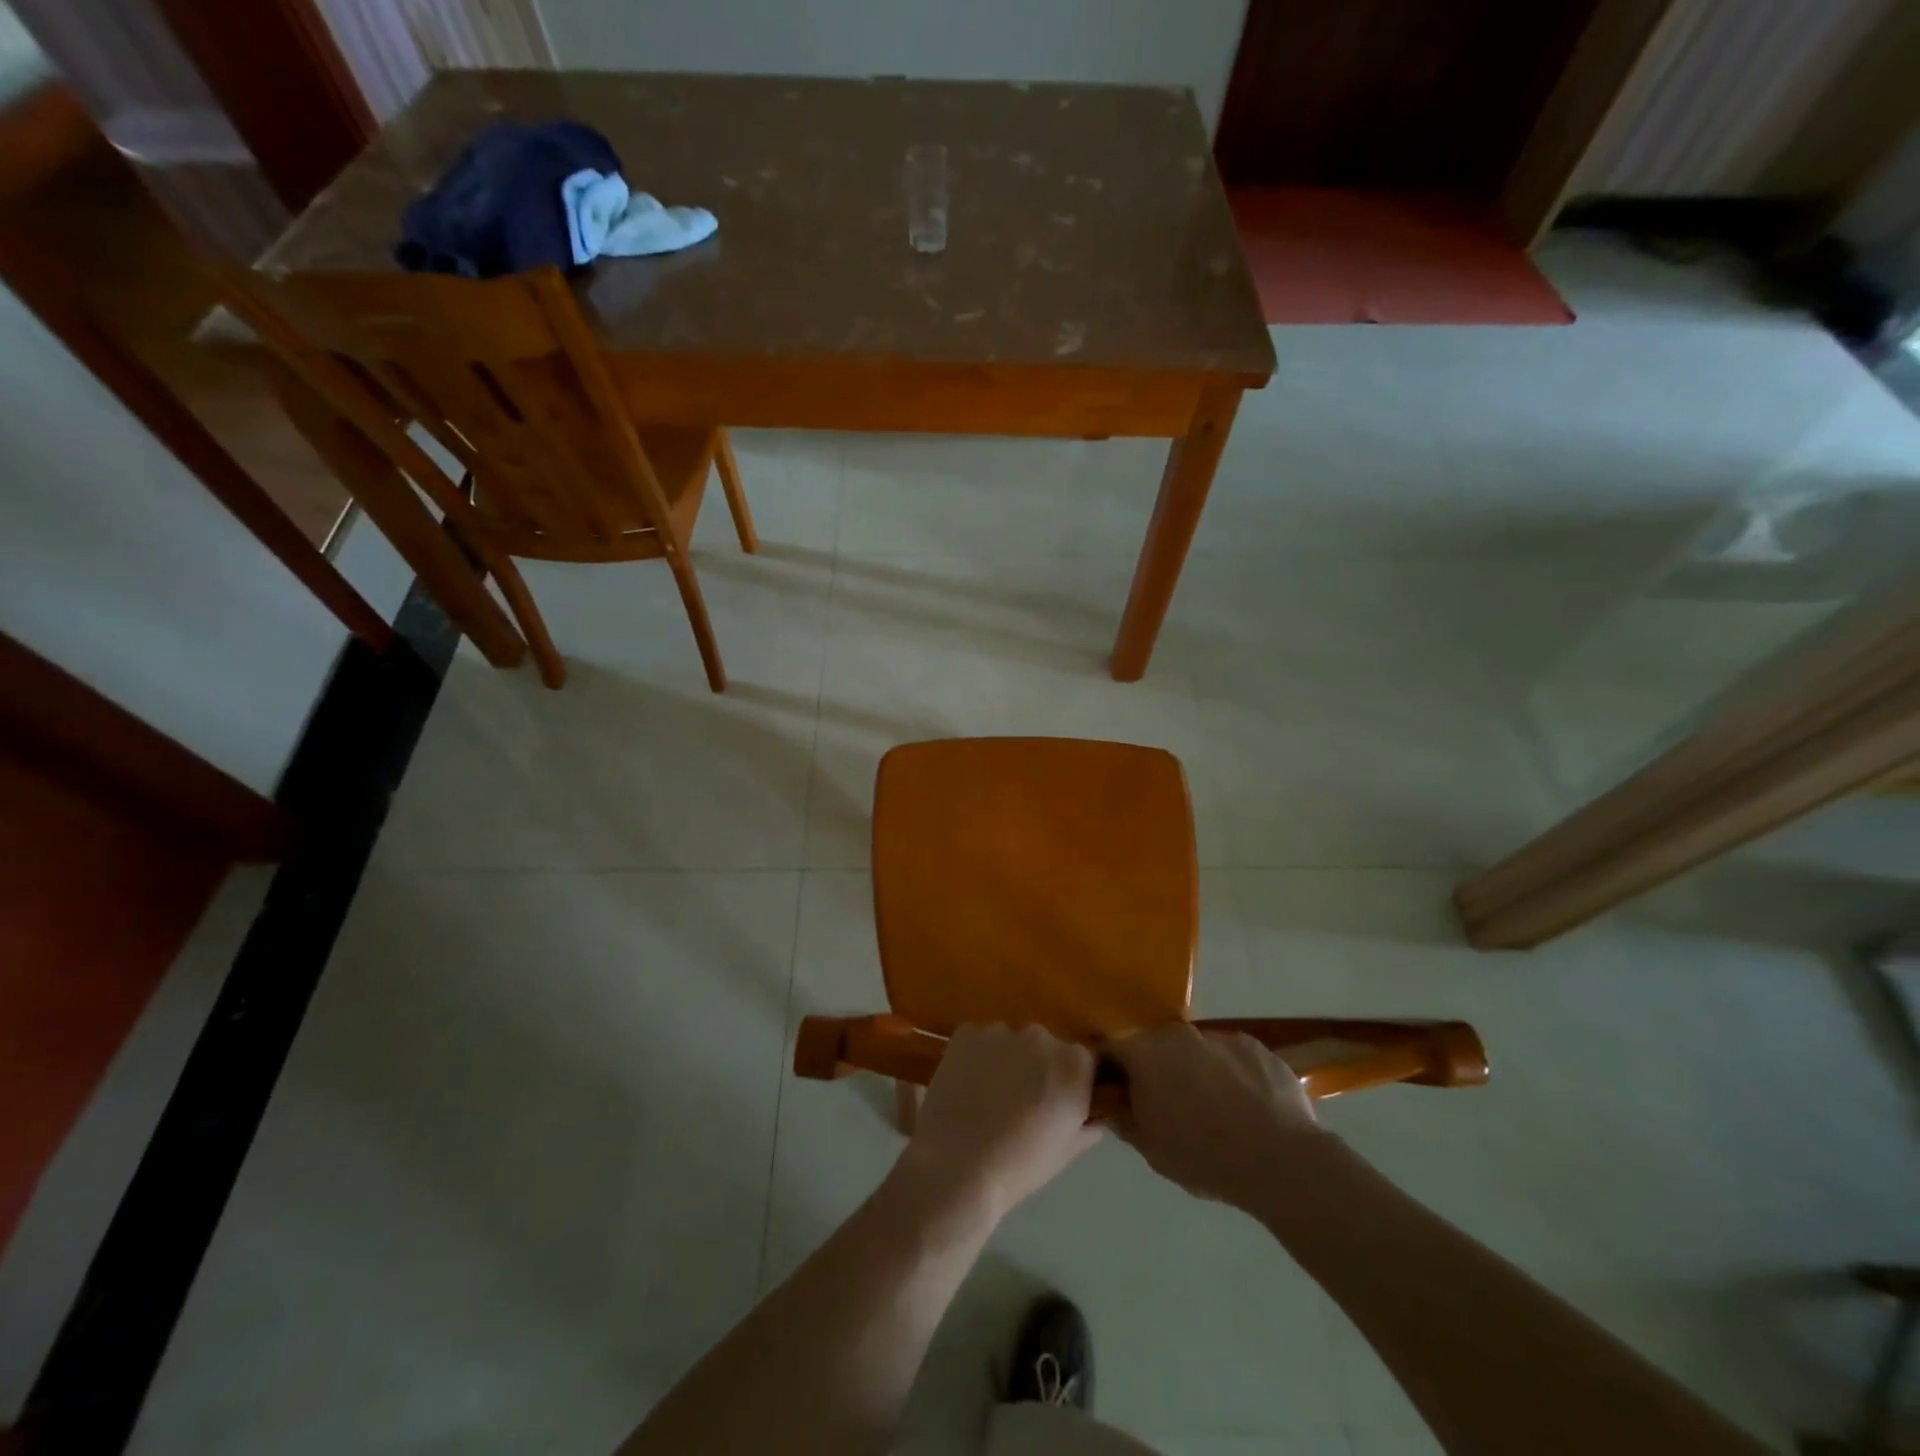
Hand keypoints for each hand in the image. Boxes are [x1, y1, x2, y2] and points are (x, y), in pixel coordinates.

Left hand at [900, 1024, 1103, 1220]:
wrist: (956, 1165)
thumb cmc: (1020, 1165)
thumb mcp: (1067, 1150)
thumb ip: (1088, 1124)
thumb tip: (1094, 1114)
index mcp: (1074, 1063)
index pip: (1082, 1062)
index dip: (1069, 1082)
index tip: (1057, 1105)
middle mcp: (1041, 1036)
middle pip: (1044, 1047)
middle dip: (1037, 1068)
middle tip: (1021, 1104)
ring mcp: (1001, 1031)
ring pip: (1010, 1043)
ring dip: (1006, 1062)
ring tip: (988, 1097)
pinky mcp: (966, 1033)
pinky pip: (978, 1041)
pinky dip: (976, 1058)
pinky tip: (966, 1087)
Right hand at [1107, 1024, 1327, 1209]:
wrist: (1281, 1161)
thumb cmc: (1204, 1156)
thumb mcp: (1151, 1149)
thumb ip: (1123, 1120)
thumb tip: (1109, 1104)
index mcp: (1145, 1052)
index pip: (1113, 1050)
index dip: (1112, 1071)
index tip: (1118, 1094)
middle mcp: (1178, 1033)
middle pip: (1155, 1046)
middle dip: (1156, 1070)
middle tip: (1166, 1105)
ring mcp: (1219, 1036)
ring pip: (1195, 1051)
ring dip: (1195, 1071)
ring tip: (1212, 1110)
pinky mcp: (1255, 1046)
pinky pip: (1231, 1057)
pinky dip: (1231, 1075)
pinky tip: (1245, 1108)